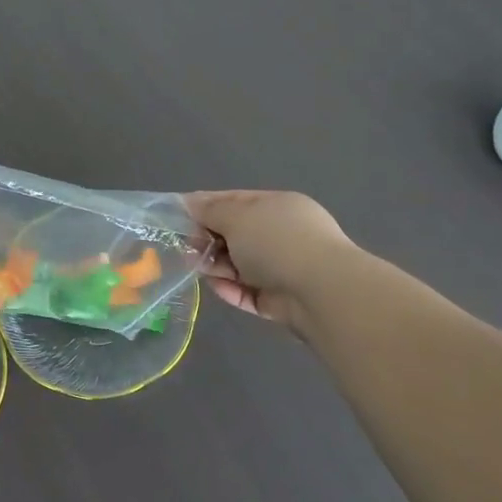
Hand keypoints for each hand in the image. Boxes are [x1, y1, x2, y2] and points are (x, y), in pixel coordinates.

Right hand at [185, 190, 355, 337]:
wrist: (321, 293)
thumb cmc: (277, 242)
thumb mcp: (236, 217)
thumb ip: (210, 210)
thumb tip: (189, 202)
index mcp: (277, 206)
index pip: (236, 201)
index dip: (206, 206)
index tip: (179, 215)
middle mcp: (283, 234)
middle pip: (236, 234)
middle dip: (209, 239)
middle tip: (188, 247)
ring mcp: (284, 268)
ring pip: (240, 265)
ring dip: (217, 266)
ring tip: (197, 268)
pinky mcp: (281, 301)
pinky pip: (249, 292)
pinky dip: (231, 290)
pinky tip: (215, 287)